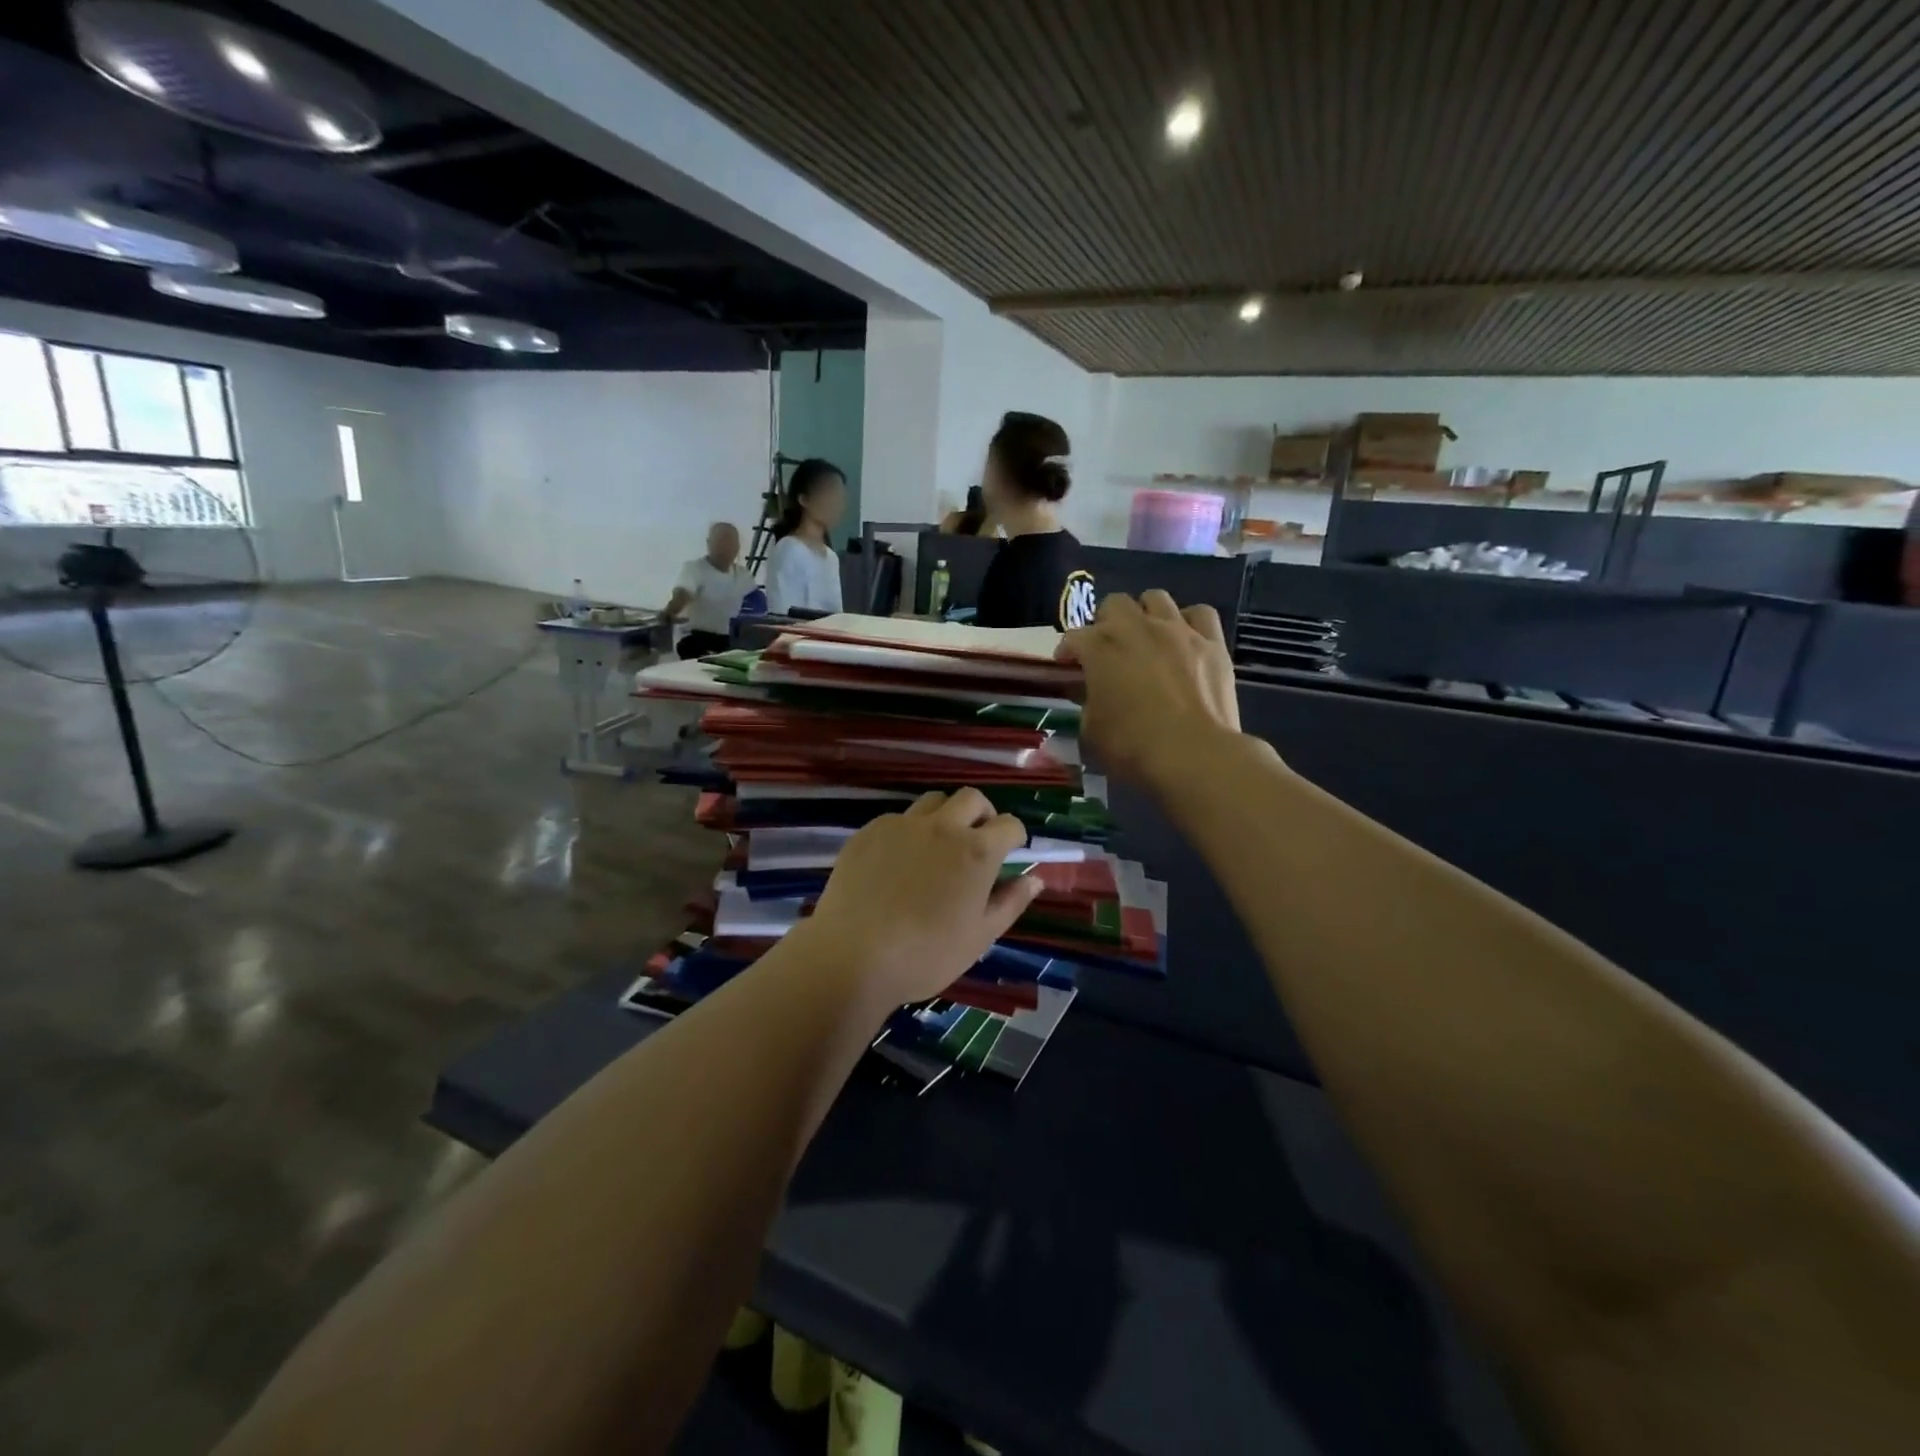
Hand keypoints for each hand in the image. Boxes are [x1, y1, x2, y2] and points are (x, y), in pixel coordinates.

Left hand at [807, 789, 1044, 1007]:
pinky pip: (898, 818)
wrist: (853, 955)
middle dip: (982, 814)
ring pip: (933, 801)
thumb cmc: (926, 954)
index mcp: (977, 851)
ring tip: (938, 847)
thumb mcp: (980, 937)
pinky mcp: (869, 831)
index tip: (1009, 853)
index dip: (1014, 837)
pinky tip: (898, 862)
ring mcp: (902, 825)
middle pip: (972, 798)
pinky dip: (909, 831)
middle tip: (976, 842)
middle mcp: (943, 826)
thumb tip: (1035, 878)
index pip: (1010, 824)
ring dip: (945, 816)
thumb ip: (1011, 902)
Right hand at [1057, 590, 1243, 795]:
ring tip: (1146, 637)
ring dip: (1145, 614)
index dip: (1068, 652)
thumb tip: (1089, 693)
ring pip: (1156, 598)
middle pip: (1114, 604)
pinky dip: (1189, 621)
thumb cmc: (1132, 746)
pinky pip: (1200, 613)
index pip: (1074, 638)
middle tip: (1108, 649)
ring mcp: (1178, 630)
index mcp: (1100, 648)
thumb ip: (1086, 704)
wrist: (1194, 755)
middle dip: (1106, 622)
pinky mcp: (1212, 642)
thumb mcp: (1091, 731)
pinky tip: (1185, 639)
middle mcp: (1137, 627)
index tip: (1067, 668)